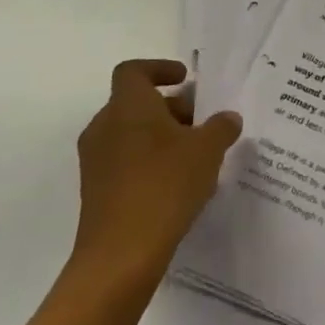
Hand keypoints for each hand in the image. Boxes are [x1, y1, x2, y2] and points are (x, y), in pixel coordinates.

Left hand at [68, 59, 241, 295]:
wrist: (120, 255)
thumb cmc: (165, 186)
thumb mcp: (207, 151)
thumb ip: (221, 127)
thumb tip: (228, 118)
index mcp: (127, 105)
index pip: (134, 71)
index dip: (159, 68)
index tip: (185, 79)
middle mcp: (104, 126)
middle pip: (136, 103)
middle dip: (170, 108)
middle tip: (202, 124)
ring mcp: (96, 161)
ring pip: (131, 134)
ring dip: (161, 137)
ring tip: (196, 157)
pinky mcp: (96, 191)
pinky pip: (125, 162)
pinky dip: (149, 162)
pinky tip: (178, 185)